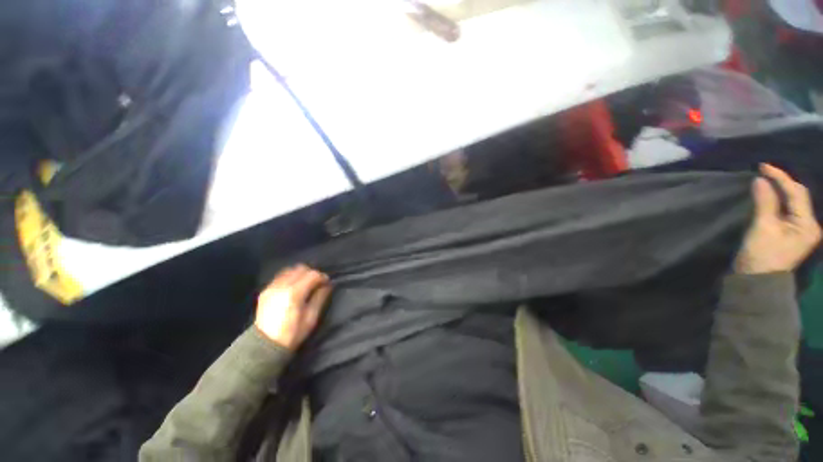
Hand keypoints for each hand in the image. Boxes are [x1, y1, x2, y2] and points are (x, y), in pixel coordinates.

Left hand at [255, 265, 331, 349]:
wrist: (265, 345)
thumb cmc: (292, 333)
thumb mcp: (311, 317)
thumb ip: (320, 297)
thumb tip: (328, 285)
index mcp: (294, 293)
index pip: (312, 274)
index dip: (322, 277)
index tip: (326, 283)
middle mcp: (281, 286)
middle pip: (301, 269)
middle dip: (312, 273)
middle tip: (317, 283)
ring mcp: (271, 287)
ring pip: (290, 270)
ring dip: (300, 274)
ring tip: (305, 284)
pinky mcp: (265, 290)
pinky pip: (280, 276)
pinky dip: (290, 277)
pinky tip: (293, 286)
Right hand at [735, 164, 821, 273]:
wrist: (757, 280)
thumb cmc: (761, 255)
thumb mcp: (762, 228)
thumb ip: (764, 202)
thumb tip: (761, 179)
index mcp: (808, 224)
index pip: (797, 193)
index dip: (781, 178)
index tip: (762, 167)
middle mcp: (810, 224)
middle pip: (798, 196)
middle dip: (783, 182)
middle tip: (764, 172)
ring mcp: (802, 229)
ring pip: (794, 202)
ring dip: (781, 190)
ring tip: (766, 180)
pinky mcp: (793, 232)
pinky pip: (788, 209)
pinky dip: (779, 199)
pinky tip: (770, 194)